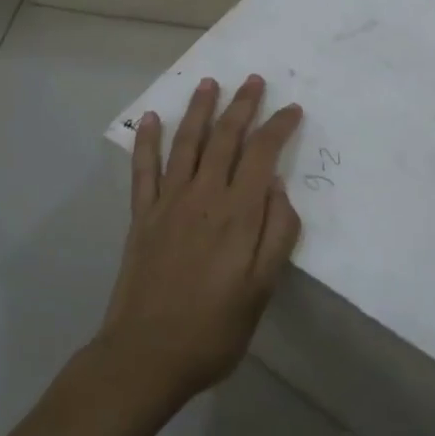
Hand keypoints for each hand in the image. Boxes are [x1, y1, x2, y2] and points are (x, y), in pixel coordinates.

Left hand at [97, 74, 303, 405]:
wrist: (146, 355)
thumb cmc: (214, 328)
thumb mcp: (262, 289)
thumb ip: (276, 234)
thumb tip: (279, 187)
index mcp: (237, 213)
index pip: (262, 155)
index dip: (278, 127)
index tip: (292, 109)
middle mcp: (203, 196)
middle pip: (225, 138)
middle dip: (242, 106)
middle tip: (254, 80)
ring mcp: (168, 202)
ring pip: (186, 143)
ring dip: (199, 110)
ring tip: (209, 83)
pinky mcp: (142, 215)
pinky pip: (143, 169)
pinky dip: (147, 141)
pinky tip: (151, 119)